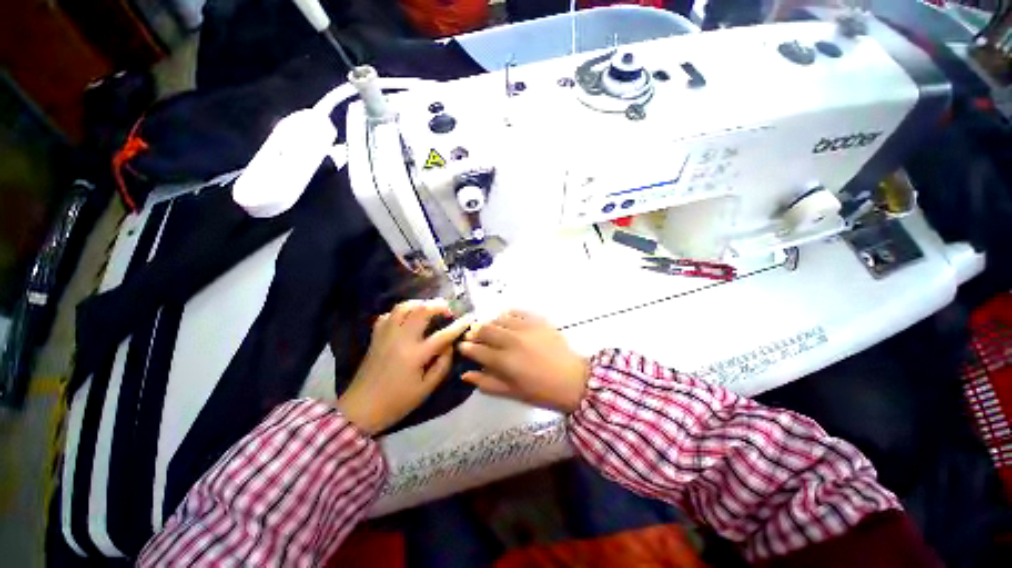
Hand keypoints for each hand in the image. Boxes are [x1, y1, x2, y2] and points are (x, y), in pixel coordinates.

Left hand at [335, 299, 471, 434]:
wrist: (361, 409)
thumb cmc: (397, 402)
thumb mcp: (426, 389)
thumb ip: (442, 365)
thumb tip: (450, 346)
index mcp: (416, 354)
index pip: (443, 334)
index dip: (459, 324)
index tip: (470, 316)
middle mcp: (401, 339)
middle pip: (422, 310)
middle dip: (438, 305)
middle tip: (447, 310)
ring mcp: (386, 335)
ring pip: (403, 306)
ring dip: (419, 303)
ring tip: (428, 309)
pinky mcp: (375, 336)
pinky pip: (388, 315)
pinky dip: (400, 312)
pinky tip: (407, 319)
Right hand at [458, 310, 588, 413]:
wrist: (573, 379)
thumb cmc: (541, 391)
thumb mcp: (512, 392)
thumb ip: (487, 383)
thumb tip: (465, 374)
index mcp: (504, 361)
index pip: (476, 350)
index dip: (466, 347)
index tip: (463, 347)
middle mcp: (512, 340)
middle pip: (485, 329)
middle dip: (475, 332)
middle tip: (475, 336)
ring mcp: (526, 328)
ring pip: (499, 318)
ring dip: (490, 323)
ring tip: (491, 329)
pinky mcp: (538, 320)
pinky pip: (517, 311)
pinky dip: (508, 314)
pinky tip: (507, 319)